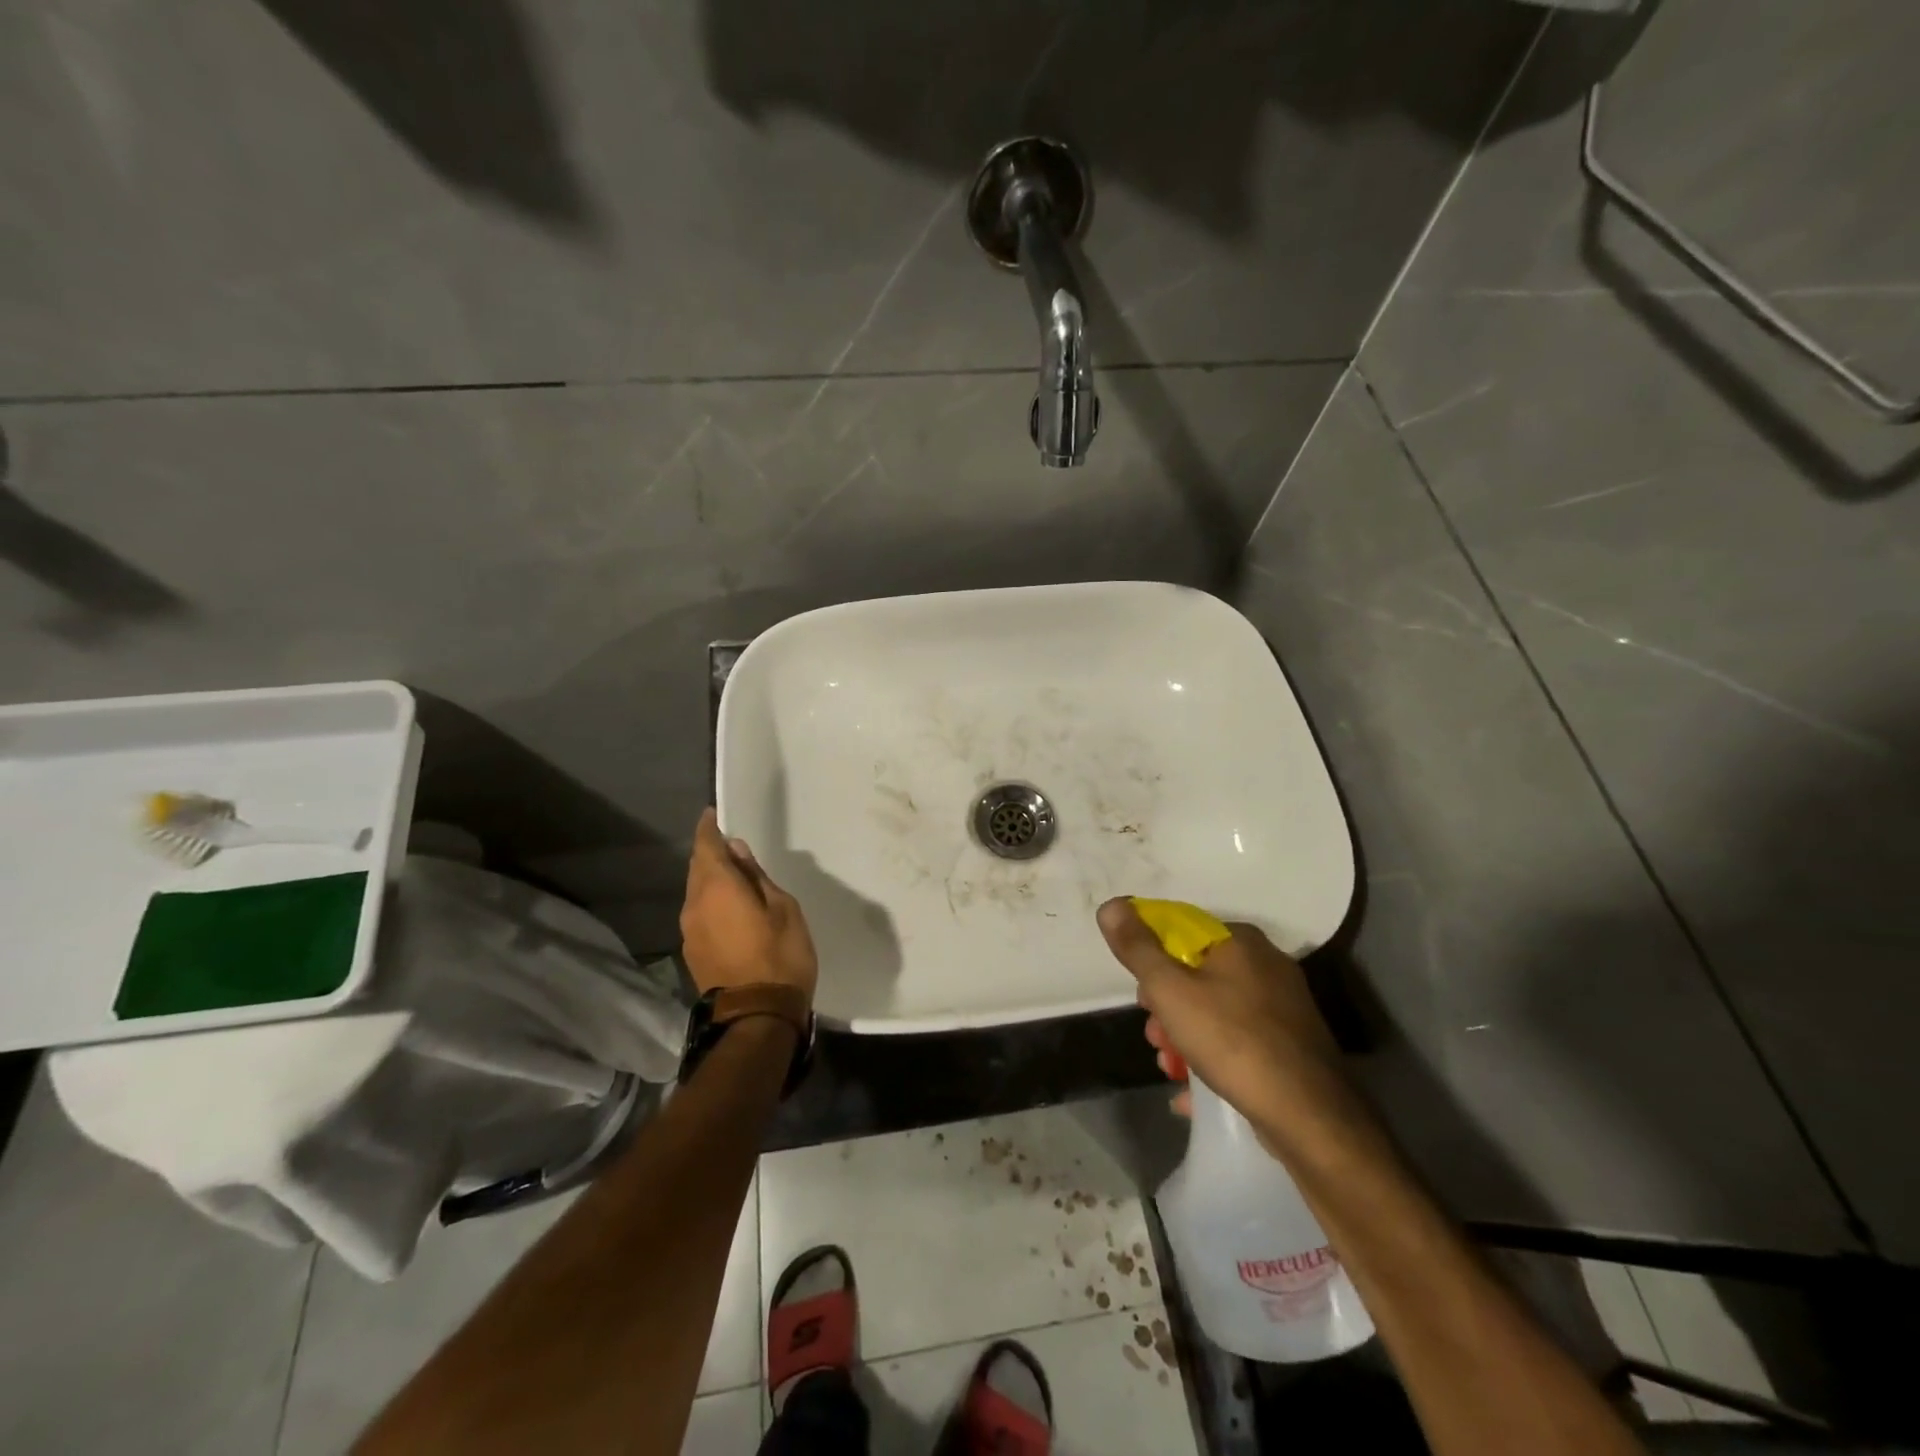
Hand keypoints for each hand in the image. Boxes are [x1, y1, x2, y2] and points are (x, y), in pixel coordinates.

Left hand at [680, 809, 818, 1001]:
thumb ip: (757, 878)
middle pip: (697, 869)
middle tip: (731, 846)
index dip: (708, 829)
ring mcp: (690, 932)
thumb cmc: (780, 956)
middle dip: (710, 854)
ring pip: (696, 893)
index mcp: (717, 888)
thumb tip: (737, 852)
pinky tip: (731, 909)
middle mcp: (694, 905)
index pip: (705, 847)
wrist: (757, 1018)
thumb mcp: (782, 908)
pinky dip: (712, 903)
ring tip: (735, 878)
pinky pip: (700, 914)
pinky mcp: (693, 953)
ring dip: (711, 881)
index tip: (712, 815)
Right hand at [1096, 898, 1371, 1158]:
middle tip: (1155, 1035)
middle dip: (1166, 1006)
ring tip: (1171, 1067)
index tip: (1142, 996)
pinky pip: (1238, 1040)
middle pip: (1196, 973)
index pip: (1181, 930)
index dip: (1152, 959)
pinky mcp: (1291, 1044)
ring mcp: (1283, 1006)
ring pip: (1215, 1010)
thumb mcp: (1170, 991)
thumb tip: (1111, 904)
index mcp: (1240, 941)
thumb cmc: (1232, 1041)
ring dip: (1183, 1035)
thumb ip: (1137, 948)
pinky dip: (1211, 1057)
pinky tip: (1191, 1089)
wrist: (1310, 1117)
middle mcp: (1266, 964)